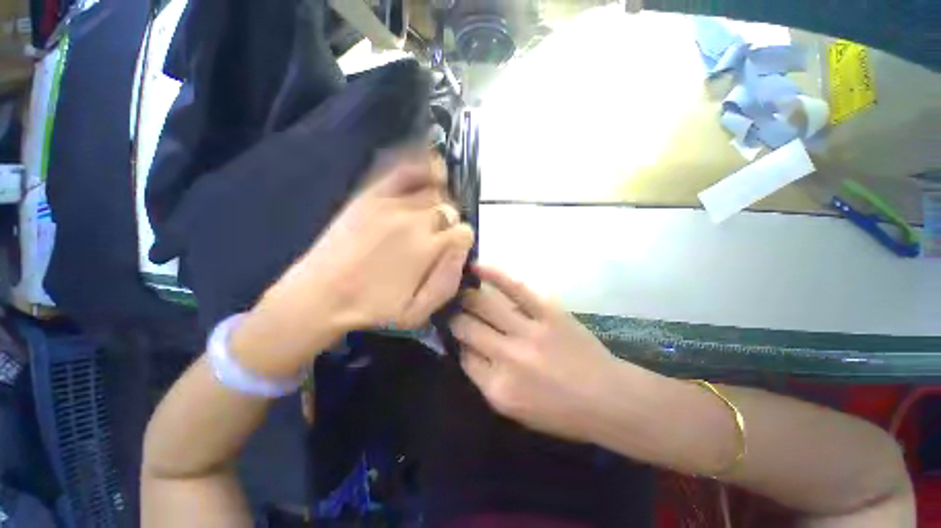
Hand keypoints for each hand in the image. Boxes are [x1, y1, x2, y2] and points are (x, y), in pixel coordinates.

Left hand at [284, 151, 473, 329]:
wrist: (320, 297)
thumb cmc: (372, 310)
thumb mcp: (418, 313)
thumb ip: (448, 282)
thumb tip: (462, 251)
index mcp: (430, 250)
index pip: (464, 233)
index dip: (461, 241)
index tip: (451, 249)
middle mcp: (416, 222)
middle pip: (449, 210)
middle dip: (450, 223)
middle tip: (437, 236)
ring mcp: (393, 205)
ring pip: (433, 191)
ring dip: (439, 202)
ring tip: (432, 212)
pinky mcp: (371, 196)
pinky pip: (405, 172)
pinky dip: (423, 168)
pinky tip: (432, 172)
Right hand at [450, 265, 625, 443]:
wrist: (609, 400)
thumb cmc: (561, 412)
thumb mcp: (515, 411)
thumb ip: (486, 380)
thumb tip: (465, 349)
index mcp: (498, 389)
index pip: (462, 356)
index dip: (456, 342)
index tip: (455, 333)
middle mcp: (507, 358)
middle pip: (466, 328)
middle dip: (455, 317)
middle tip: (452, 308)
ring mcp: (528, 332)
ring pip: (483, 305)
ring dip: (466, 296)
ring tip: (460, 290)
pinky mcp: (548, 312)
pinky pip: (515, 288)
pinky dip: (494, 274)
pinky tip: (477, 268)